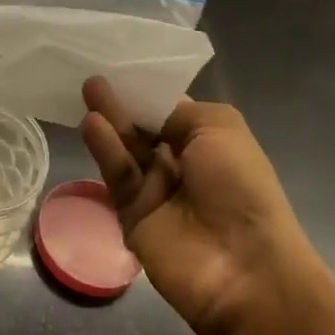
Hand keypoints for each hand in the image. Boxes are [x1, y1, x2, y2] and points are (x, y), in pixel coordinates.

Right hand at [79, 77, 326, 334]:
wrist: (245, 268)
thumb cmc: (242, 187)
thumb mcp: (219, 128)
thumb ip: (175, 110)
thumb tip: (147, 107)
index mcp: (207, 142)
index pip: (168, 110)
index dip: (145, 90)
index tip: (118, 65)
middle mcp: (179, 163)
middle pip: (142, 127)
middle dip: (121, 102)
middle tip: (94, 78)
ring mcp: (154, 190)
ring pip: (125, 149)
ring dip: (109, 120)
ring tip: (88, 89)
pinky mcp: (131, 214)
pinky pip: (117, 176)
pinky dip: (105, 150)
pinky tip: (92, 124)